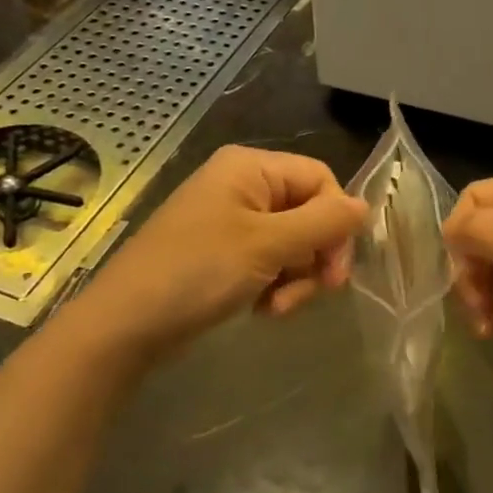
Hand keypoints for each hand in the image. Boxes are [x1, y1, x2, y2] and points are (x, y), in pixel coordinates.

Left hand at [70, 145, 367, 360]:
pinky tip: (262, 309)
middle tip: (314, 293)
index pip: (321, 180)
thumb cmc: (197, 272)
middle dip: (315, 257)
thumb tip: (366, 206)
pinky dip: (275, 286)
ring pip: (294, 244)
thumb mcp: (266, 245)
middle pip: (310, 213)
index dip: (337, 222)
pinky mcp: (225, 253)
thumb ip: (323, 223)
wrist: (126, 325)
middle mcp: (244, 186)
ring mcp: (233, 221)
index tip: (337, 270)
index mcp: (250, 168)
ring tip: (275, 307)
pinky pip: (271, 262)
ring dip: (296, 279)